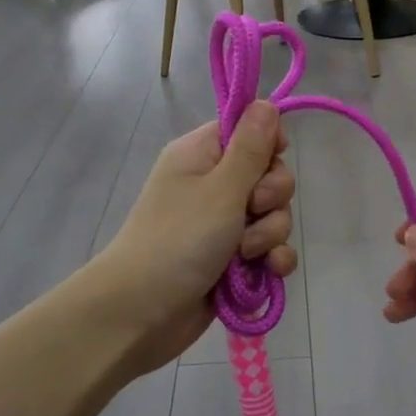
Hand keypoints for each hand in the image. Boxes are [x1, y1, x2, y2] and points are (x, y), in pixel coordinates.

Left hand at [96, 102, 295, 372]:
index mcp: (202, 155)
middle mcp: (213, 184)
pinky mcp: (233, 260)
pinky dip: (272, 260)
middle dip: (272, 198)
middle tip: (251, 211)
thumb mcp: (221, 188)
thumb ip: (251, 148)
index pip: (249, 130)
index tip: (268, 161)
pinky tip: (267, 273)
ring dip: (270, 235)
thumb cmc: (178, 239)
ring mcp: (224, 224)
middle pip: (270, 175)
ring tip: (245, 254)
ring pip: (273, 216)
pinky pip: (269, 250)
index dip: (268, 144)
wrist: (142, 313)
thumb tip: (266, 102)